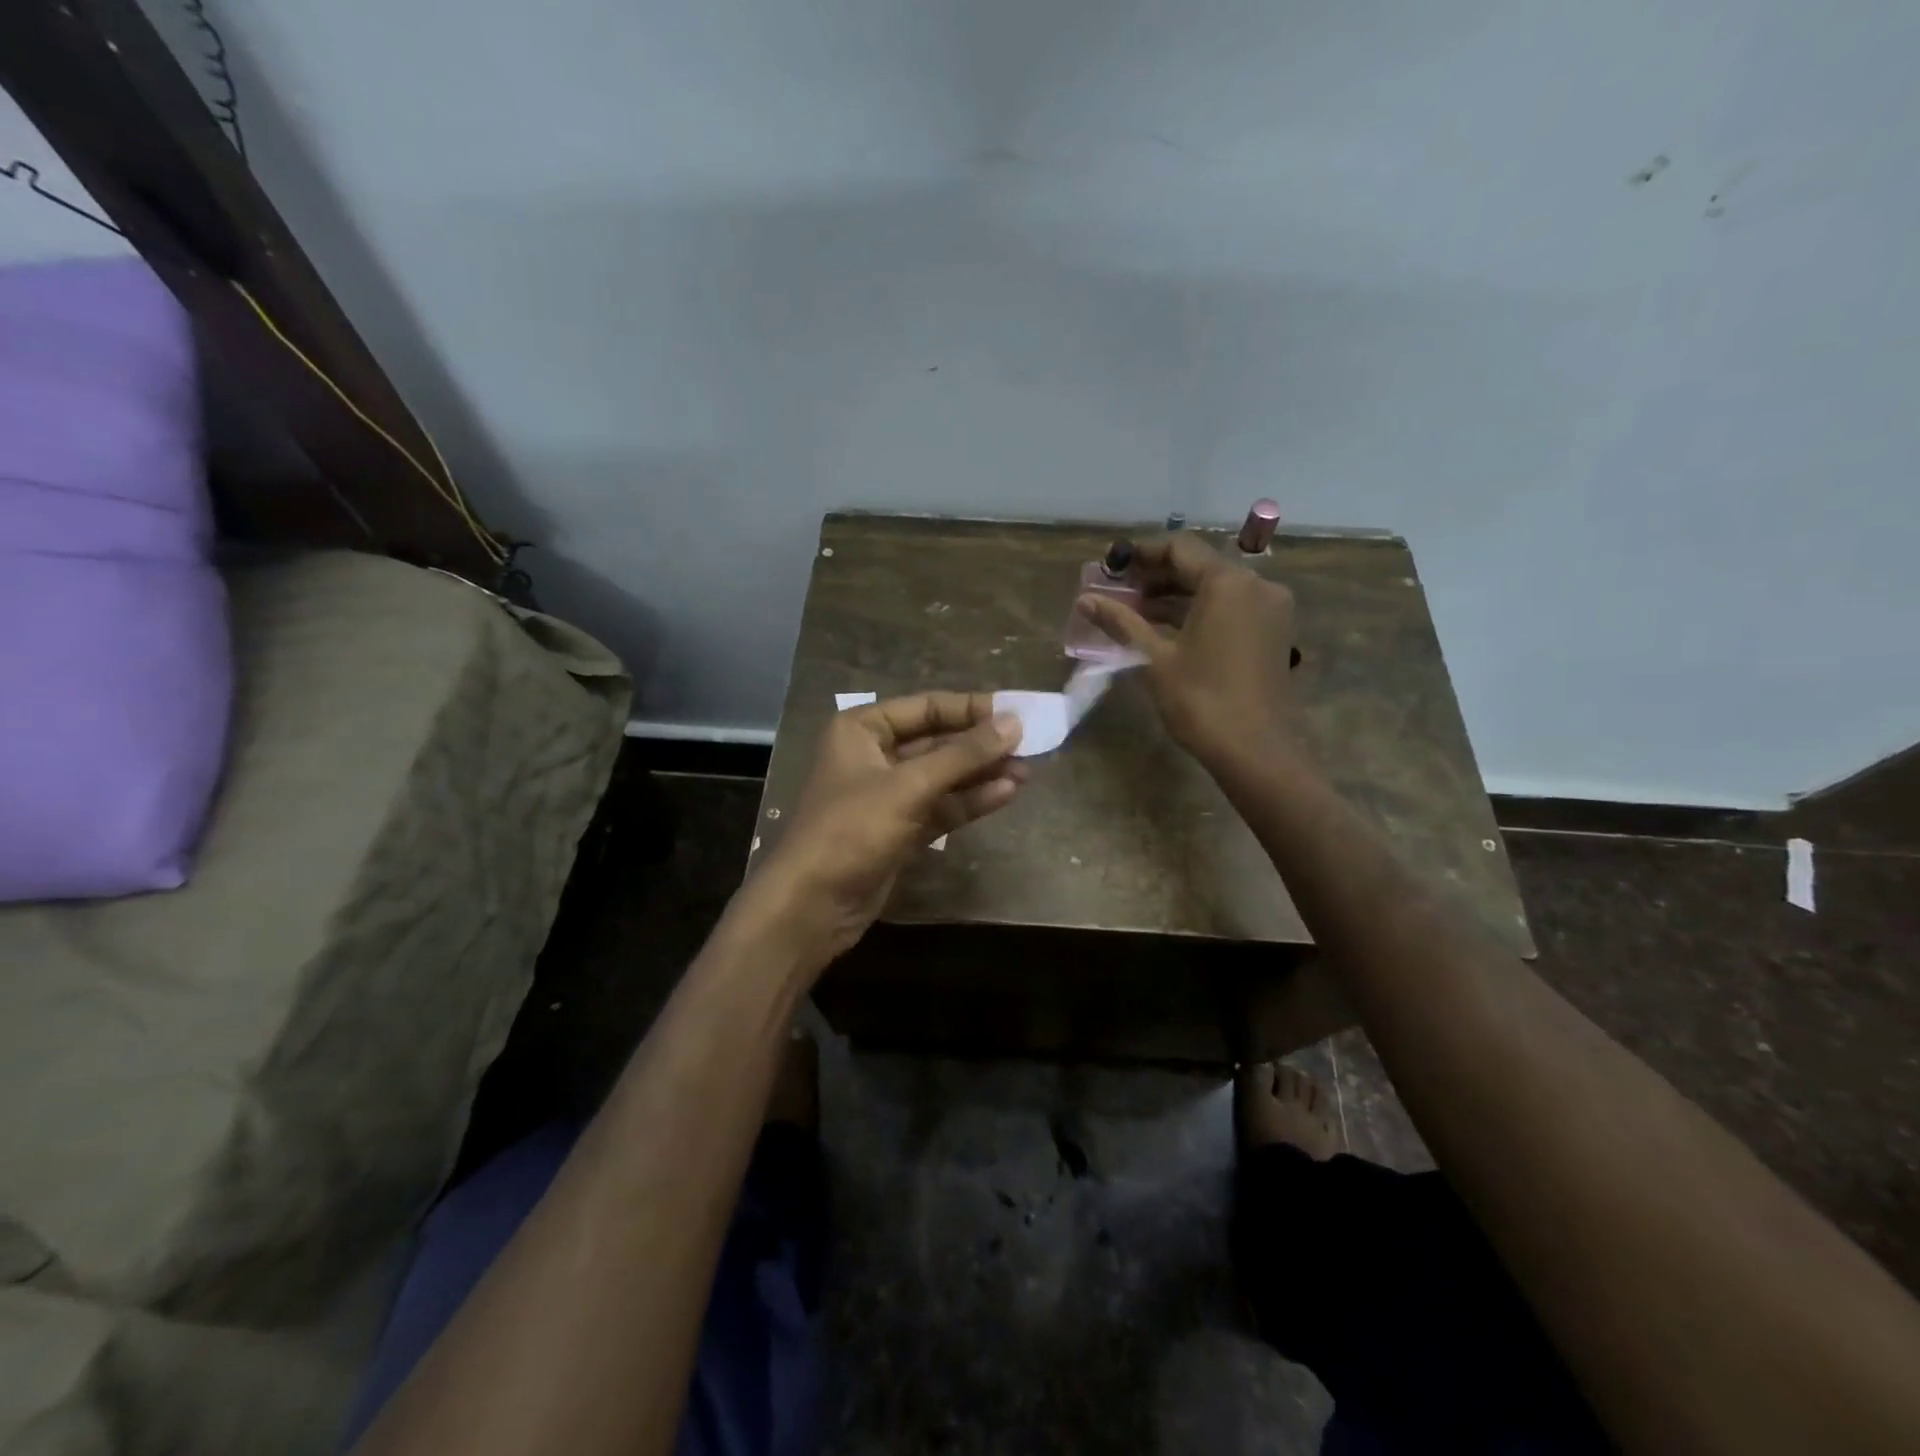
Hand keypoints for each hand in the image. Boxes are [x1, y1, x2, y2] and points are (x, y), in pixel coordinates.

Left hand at [743, 693, 1025, 972]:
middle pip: (937, 741)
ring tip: (1028, 769)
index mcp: (862, 729)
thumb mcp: (908, 787)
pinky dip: (971, 800)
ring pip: (943, 776)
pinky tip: (1006, 793)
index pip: (926, 707)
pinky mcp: (900, 830)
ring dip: (982, 773)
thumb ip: (962, 755)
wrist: (812, 906)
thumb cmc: (851, 830)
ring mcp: (888, 795)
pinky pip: (941, 806)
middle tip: (1031, 742)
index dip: (972, 709)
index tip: (1018, 712)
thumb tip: (1014, 723)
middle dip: (981, 744)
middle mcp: (874, 756)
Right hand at [1077, 533, 1296, 766]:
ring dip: (1177, 596)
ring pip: (1216, 588)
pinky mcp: (1272, 632)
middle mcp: (1255, 585)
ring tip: (1136, 612)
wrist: (1254, 749)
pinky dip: (1200, 611)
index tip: (1112, 564)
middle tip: (1120, 592)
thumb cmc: (1200, 700)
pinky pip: (1231, 607)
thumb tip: (1085, 601)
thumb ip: (1122, 622)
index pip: (1180, 549)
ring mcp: (1269, 609)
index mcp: (1227, 583)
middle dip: (1157, 577)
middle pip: (1199, 566)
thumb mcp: (1155, 658)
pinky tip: (1168, 629)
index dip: (1142, 553)